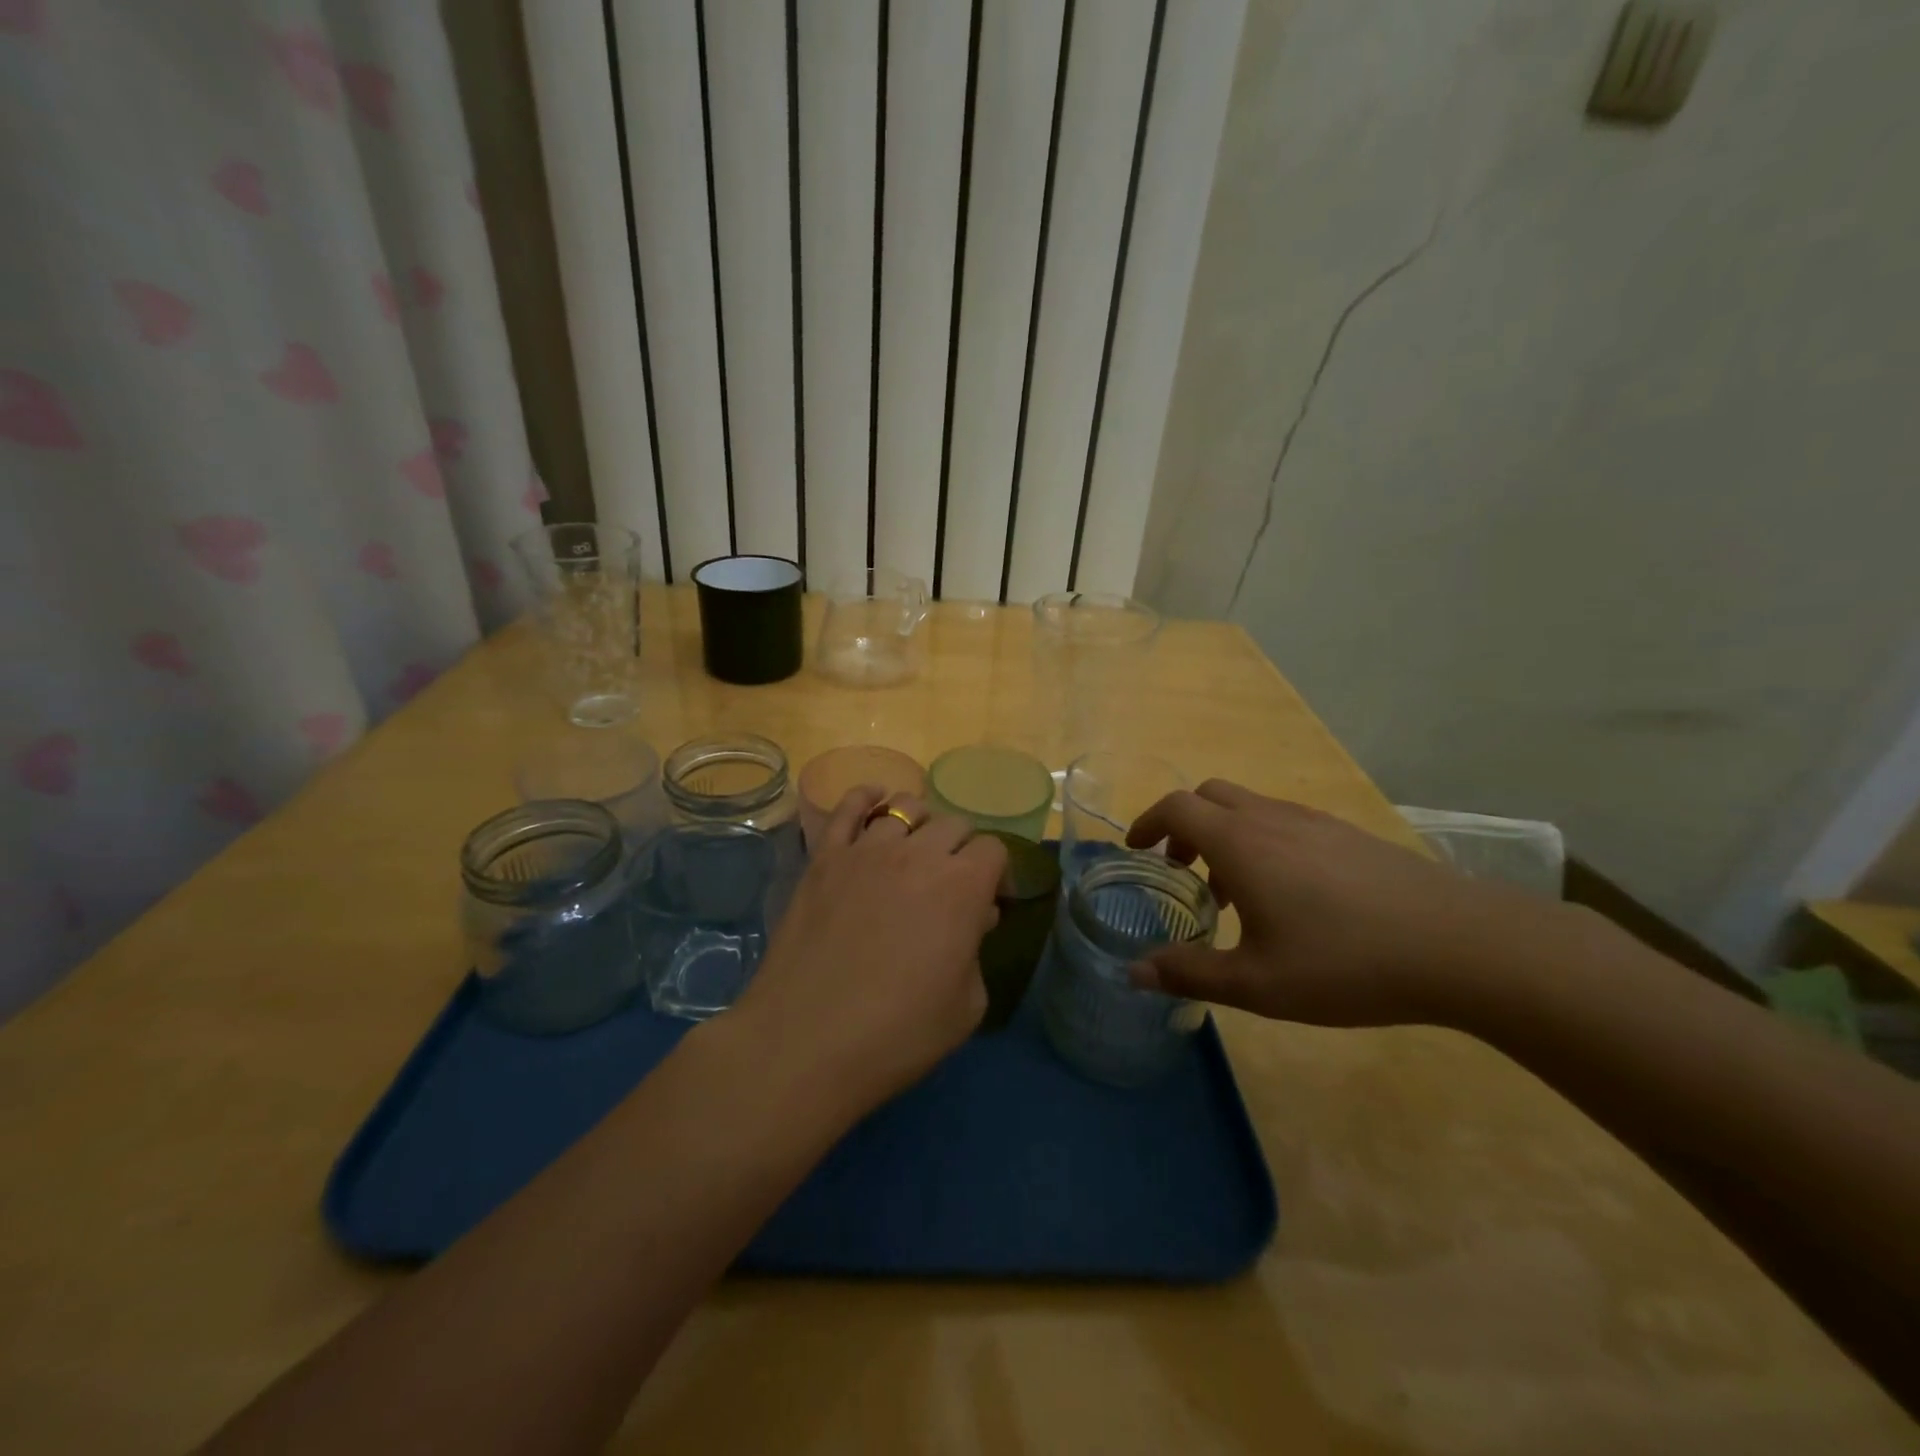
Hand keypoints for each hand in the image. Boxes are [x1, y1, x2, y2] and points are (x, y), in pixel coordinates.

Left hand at [729, 788, 1006, 1113]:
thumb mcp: (966, 1006)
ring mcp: (867, 850)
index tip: (990, 903)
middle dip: (962, 849)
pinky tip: (874, 800)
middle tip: (952, 883)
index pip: (994, 850)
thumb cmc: (897, 1033)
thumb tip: (974, 919)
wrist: (806, 1041)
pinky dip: (866, 796)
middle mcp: (919, 854)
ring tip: (914, 849)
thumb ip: (977, 953)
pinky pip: (848, 807)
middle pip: (954, 824)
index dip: (997, 875)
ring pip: (905, 806)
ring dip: (920, 824)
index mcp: (963, 887)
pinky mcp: (825, 857)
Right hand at [1125, 780, 1562, 1026]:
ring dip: (1225, 835)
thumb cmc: (1346, 963)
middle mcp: (1272, 818)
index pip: (1177, 807)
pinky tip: (1290, 896)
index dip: (1148, 823)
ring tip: (1235, 894)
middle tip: (1181, 871)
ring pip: (1250, 807)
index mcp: (1241, 843)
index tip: (1137, 852)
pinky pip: (1286, 821)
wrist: (1462, 946)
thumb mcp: (1258, 984)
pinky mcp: (1350, 834)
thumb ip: (1189, 974)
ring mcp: (1316, 822)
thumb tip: (1133, 973)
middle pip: (1210, 795)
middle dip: (1184, 824)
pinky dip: (1263, 841)